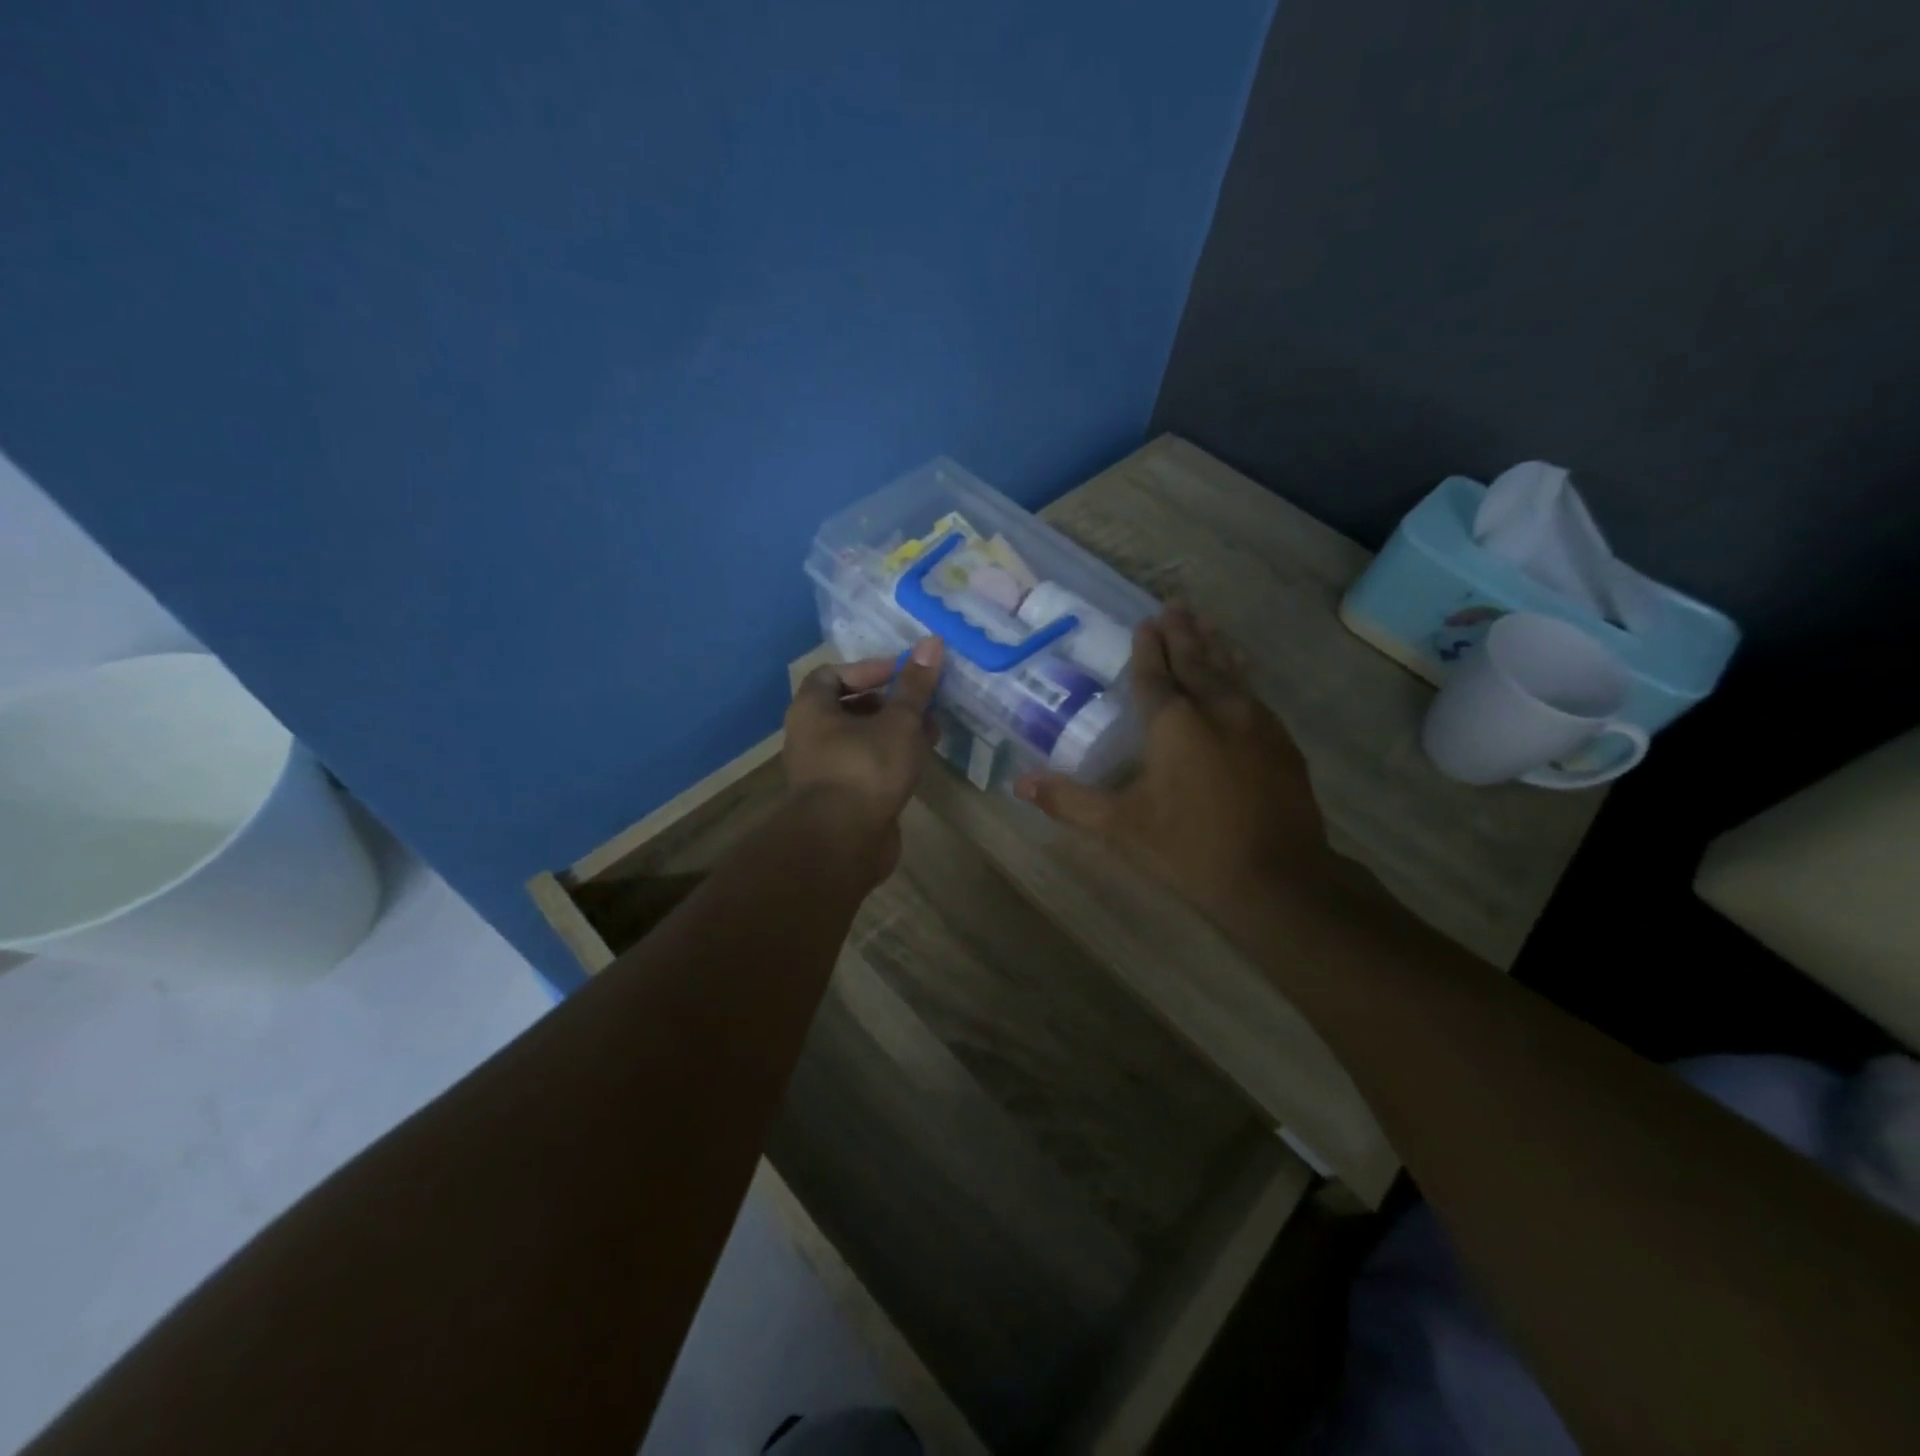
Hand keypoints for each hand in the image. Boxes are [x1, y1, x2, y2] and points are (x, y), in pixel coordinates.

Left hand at [784, 638, 943, 884]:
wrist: (842, 843)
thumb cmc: (866, 769)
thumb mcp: (898, 722)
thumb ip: (915, 686)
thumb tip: (931, 642)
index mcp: (812, 710)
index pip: (833, 674)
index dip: (868, 669)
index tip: (902, 673)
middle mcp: (810, 737)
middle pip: (849, 707)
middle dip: (889, 702)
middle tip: (922, 703)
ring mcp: (824, 770)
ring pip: (861, 740)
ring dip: (894, 732)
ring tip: (931, 731)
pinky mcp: (841, 798)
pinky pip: (866, 767)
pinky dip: (890, 759)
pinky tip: (919, 763)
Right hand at [1014, 608, 1329, 922]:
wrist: (1279, 879)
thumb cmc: (1189, 848)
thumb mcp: (1120, 827)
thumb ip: (1069, 801)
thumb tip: (1020, 783)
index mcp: (1174, 723)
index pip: (1155, 674)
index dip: (1148, 648)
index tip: (1146, 622)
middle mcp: (1217, 710)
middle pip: (1196, 661)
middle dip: (1182, 634)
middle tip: (1175, 607)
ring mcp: (1257, 723)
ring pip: (1231, 672)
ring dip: (1215, 646)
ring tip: (1207, 624)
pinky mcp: (1283, 743)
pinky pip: (1255, 694)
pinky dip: (1240, 675)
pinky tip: (1240, 676)